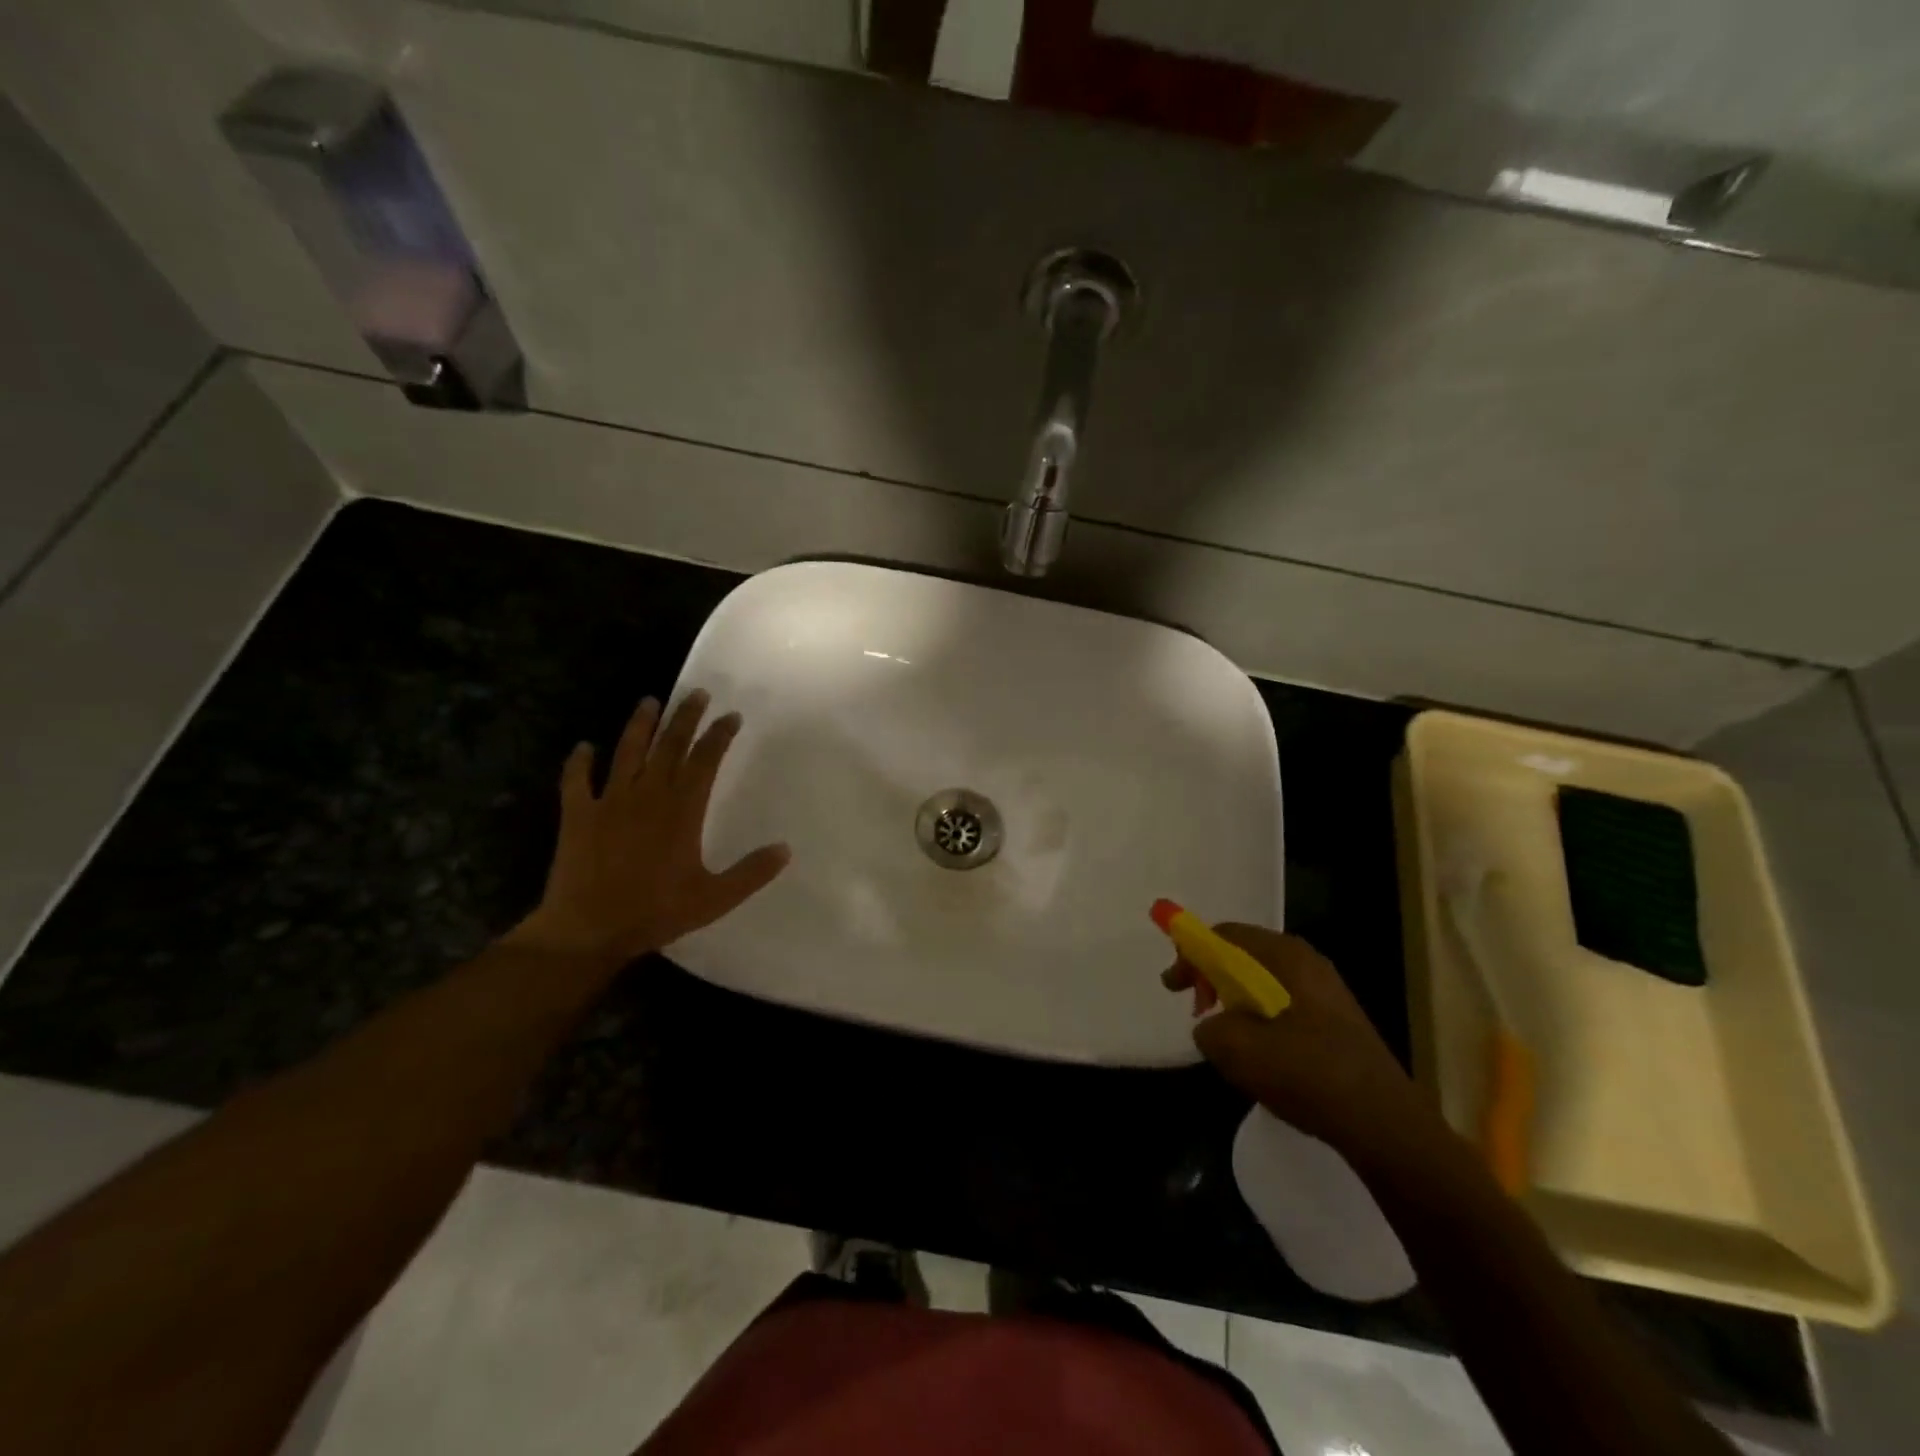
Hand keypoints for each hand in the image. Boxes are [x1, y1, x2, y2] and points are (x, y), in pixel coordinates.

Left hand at [510, 691, 789, 963]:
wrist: (588, 930)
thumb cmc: (655, 912)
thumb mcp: (714, 898)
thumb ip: (751, 873)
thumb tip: (785, 849)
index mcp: (682, 811)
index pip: (704, 761)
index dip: (719, 736)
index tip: (731, 717)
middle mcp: (647, 796)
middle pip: (669, 746)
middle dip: (685, 717)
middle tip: (697, 694)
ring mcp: (609, 802)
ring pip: (627, 752)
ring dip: (639, 725)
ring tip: (649, 702)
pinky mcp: (578, 816)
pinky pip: (577, 781)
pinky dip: (579, 762)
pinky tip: (583, 747)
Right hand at [1164, 926, 1438, 1159]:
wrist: (1384, 1125)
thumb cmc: (1307, 1073)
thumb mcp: (1238, 1049)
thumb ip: (1209, 1028)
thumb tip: (1212, 1027)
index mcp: (1286, 956)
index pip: (1225, 934)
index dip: (1190, 952)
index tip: (1173, 985)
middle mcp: (1308, 964)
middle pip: (1244, 955)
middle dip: (1211, 978)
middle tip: (1195, 1008)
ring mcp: (1327, 994)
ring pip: (1264, 984)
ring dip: (1235, 1003)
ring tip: (1223, 1037)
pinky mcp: (1337, 1024)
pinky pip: (1283, 1007)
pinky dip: (1259, 1020)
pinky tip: (1259, 1056)